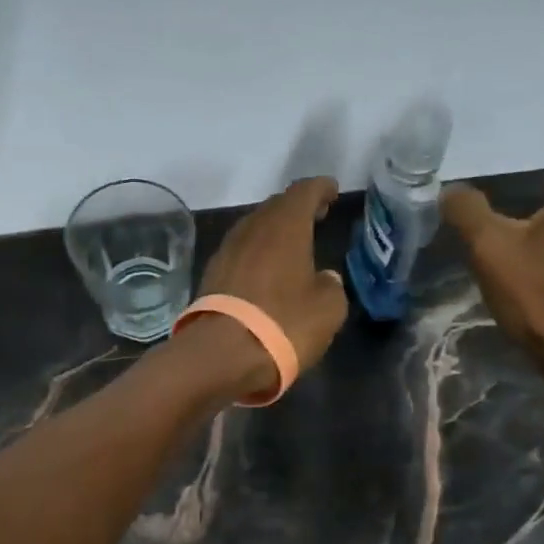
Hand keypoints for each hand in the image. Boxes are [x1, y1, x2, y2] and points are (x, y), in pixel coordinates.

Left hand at [181, 177, 349, 399]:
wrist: (222, 354)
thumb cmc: (284, 325)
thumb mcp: (328, 309)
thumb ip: (331, 286)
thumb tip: (324, 278)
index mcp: (285, 227)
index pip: (304, 192)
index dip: (320, 189)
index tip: (332, 191)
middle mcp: (252, 229)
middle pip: (275, 207)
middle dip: (296, 208)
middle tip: (315, 216)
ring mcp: (227, 251)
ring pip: (254, 229)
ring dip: (273, 232)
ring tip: (291, 244)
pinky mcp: (211, 275)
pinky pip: (240, 253)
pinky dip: (256, 254)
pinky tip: (265, 271)